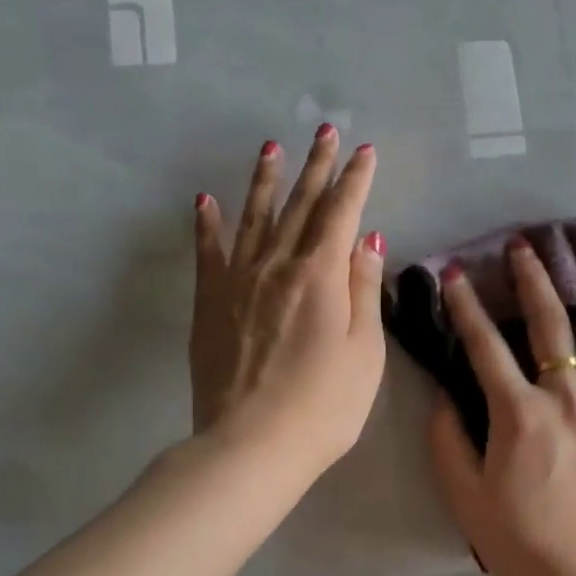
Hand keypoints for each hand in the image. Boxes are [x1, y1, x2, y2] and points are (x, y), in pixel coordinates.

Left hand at [191, 129, 385, 477]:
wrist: (251, 445)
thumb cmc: (325, 405)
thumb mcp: (366, 351)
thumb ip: (364, 290)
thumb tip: (369, 239)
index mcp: (322, 275)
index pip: (342, 213)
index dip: (355, 180)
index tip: (364, 151)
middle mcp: (278, 266)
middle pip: (301, 205)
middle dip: (317, 166)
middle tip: (325, 131)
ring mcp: (238, 282)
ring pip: (255, 218)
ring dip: (266, 181)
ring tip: (271, 148)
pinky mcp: (210, 304)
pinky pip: (209, 253)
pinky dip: (208, 224)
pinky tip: (206, 200)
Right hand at [426, 237, 575, 575]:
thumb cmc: (520, 542)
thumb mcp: (465, 495)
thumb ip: (448, 440)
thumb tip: (446, 396)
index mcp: (521, 413)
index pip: (484, 346)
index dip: (465, 307)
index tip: (454, 275)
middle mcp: (571, 399)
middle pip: (552, 325)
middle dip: (533, 279)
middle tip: (525, 249)